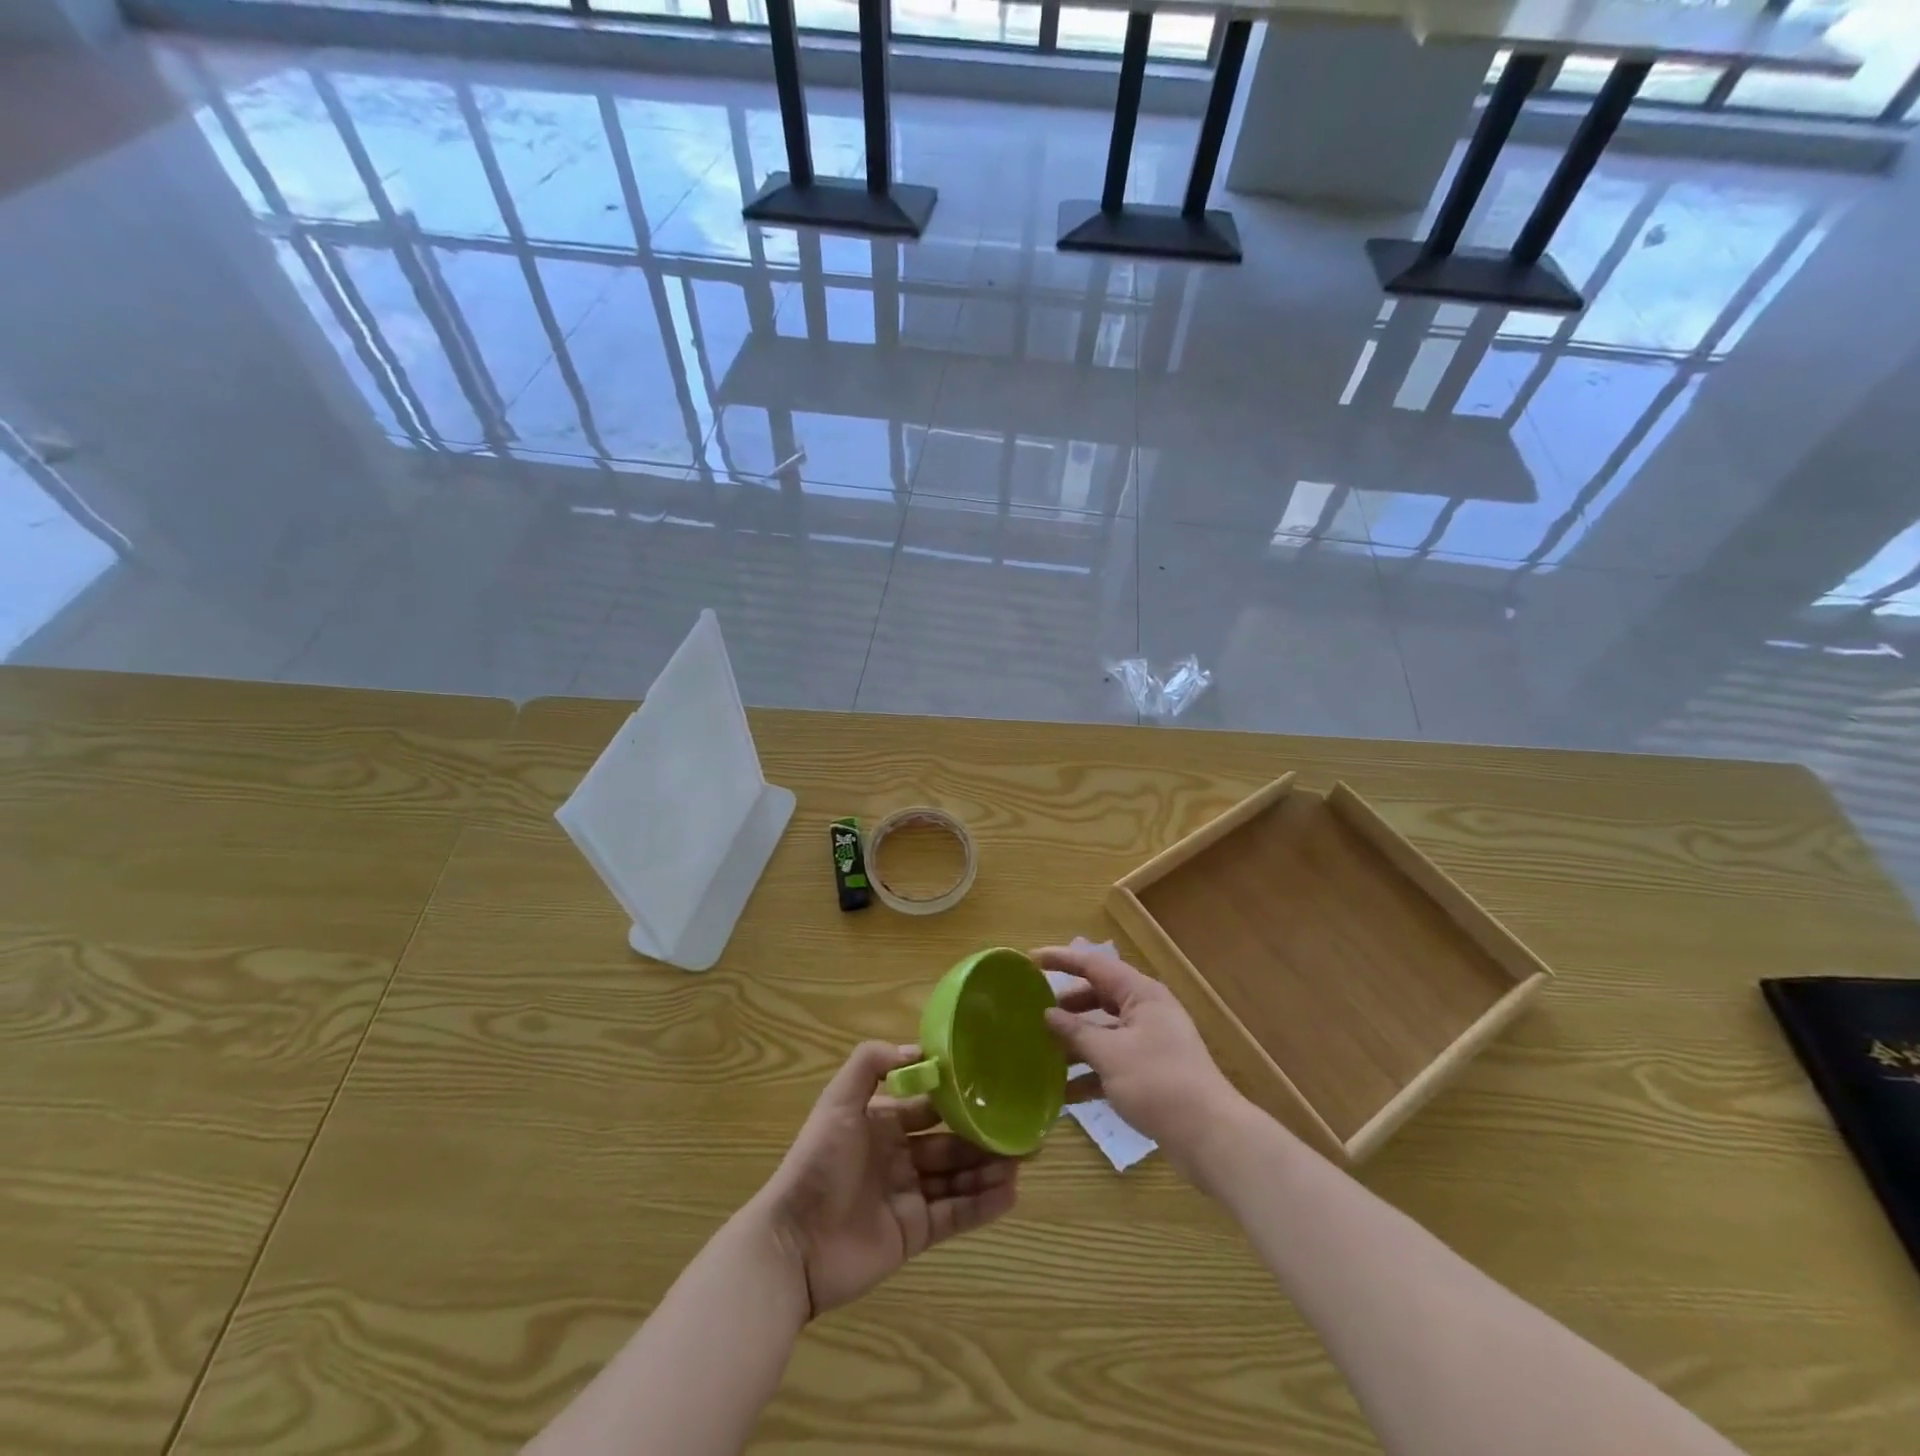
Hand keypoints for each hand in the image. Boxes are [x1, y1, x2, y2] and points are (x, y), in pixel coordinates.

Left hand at [758, 1042, 1019, 1317]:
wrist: (794, 1244)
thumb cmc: (819, 1163)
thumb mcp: (838, 1102)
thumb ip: (871, 1064)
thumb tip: (918, 1050)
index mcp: (882, 1123)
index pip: (928, 1105)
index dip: (958, 1097)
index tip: (994, 1087)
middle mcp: (898, 1156)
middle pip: (949, 1142)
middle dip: (982, 1135)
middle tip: (1022, 1128)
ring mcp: (907, 1196)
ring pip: (957, 1177)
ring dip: (988, 1168)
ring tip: (1023, 1158)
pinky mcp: (914, 1233)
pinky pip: (954, 1215)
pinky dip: (982, 1205)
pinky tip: (1010, 1193)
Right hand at [1039, 945, 1243, 1173]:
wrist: (1209, 1136)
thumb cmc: (1158, 1082)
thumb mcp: (1109, 1054)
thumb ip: (1076, 1032)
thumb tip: (1048, 1014)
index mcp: (1141, 994)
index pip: (1095, 965)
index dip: (1063, 960)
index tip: (1031, 959)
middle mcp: (1146, 1011)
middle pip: (1099, 997)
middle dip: (1067, 1006)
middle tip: (1034, 1010)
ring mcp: (1150, 1043)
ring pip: (1104, 1032)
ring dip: (1075, 1043)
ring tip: (1042, 1054)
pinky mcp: (1150, 1072)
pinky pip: (1112, 1062)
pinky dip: (1090, 1072)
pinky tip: (1064, 1093)